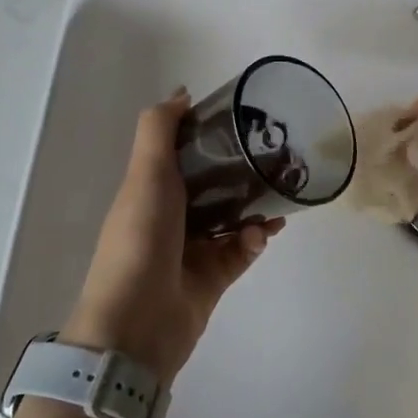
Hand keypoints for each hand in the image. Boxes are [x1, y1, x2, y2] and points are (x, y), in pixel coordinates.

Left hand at [66, 88, 282, 381]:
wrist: (136, 324)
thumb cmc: (140, 240)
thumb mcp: (145, 174)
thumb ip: (160, 129)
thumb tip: (182, 93)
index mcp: (152, 190)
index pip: (184, 155)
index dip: (210, 136)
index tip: (243, 121)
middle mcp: (171, 217)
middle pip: (213, 186)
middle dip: (243, 172)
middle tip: (277, 157)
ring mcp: (193, 250)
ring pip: (233, 218)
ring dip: (256, 206)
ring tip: (281, 194)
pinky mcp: (213, 278)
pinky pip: (242, 251)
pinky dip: (254, 240)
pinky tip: (263, 232)